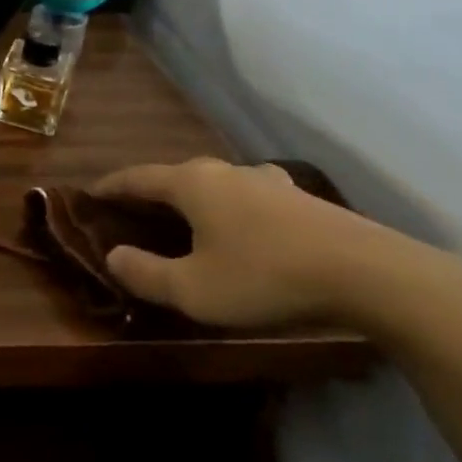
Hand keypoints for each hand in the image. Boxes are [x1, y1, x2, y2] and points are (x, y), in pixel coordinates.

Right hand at [92, 158, 385, 327]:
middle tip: (134, 212)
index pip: (137, 177)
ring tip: (188, 218)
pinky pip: (248, 196)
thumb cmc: (267, 277)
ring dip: (193, 198)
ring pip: (215, 183)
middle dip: (150, 192)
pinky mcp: (303, 201)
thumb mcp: (194, 289)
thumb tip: (113, 256)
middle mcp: (224, 172)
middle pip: (175, 176)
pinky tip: (244, 224)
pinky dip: (230, 207)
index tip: (89, 193)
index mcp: (191, 184)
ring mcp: (268, 182)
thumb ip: (146, 274)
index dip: (110, 186)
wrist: (372, 276)